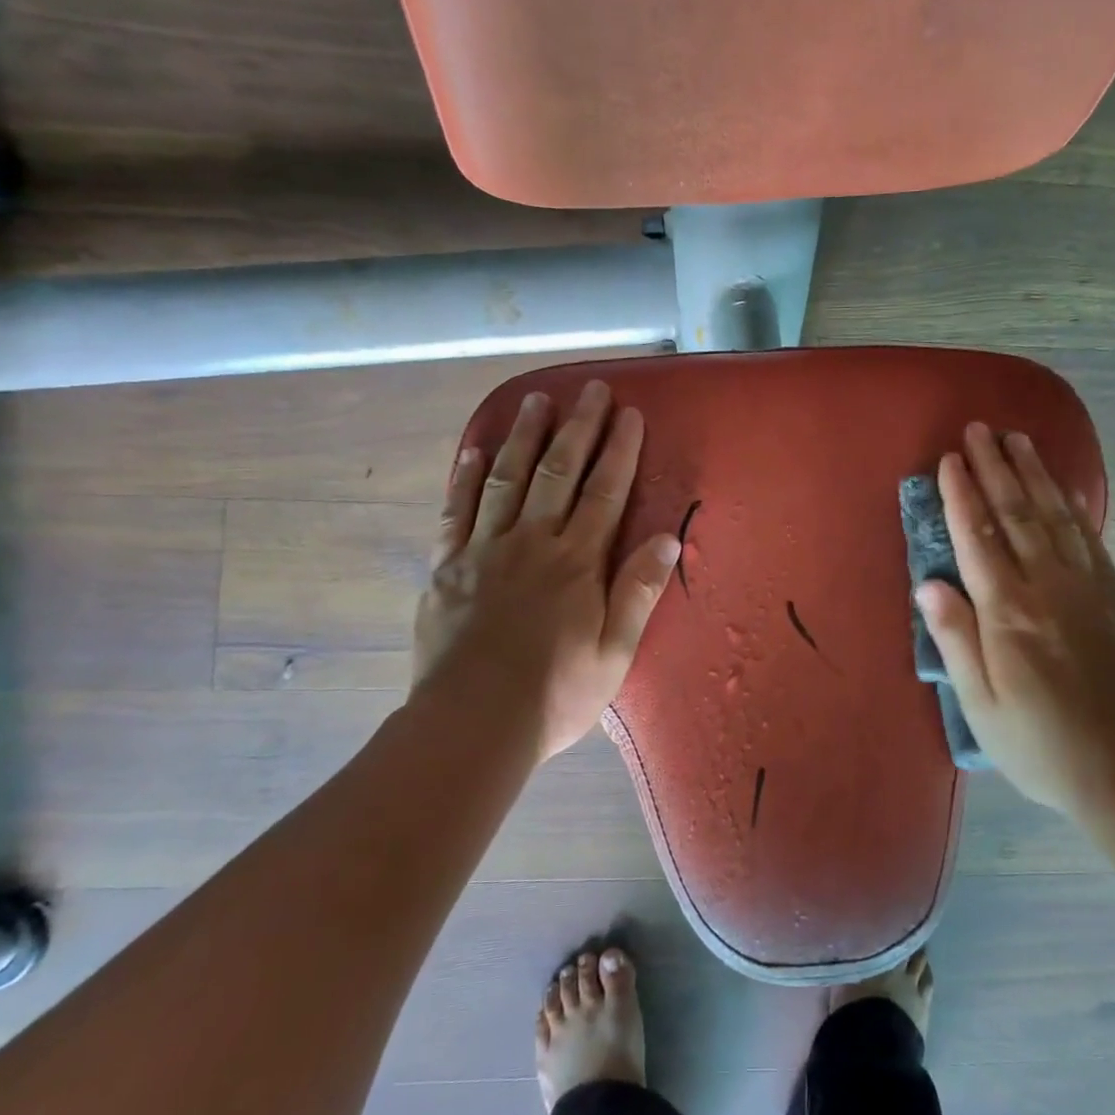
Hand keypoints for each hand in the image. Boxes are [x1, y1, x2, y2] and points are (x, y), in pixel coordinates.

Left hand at [413, 380, 681, 762]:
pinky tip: (474, 450)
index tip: (630, 414)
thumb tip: (668, 538)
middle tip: (590, 389)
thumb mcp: (615, 652)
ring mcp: (484, 550)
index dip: (619, 451)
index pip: (605, 492)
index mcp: (577, 563)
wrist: (472, 724)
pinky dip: (466, 477)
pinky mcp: (447, 567)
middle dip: (578, 428)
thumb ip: (639, 591)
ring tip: (536, 400)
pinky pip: (456, 510)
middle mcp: (532, 543)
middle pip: (558, 472)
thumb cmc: (556, 694)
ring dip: (524, 436)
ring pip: (507, 479)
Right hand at [915, 424, 1114, 814]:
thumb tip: (928, 584)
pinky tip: (1063, 488)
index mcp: (1008, 613)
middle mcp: (1048, 587)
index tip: (948, 459)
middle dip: (994, 467)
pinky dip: (1072, 505)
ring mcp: (1088, 588)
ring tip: (1017, 439)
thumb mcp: (982, 705)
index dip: (961, 495)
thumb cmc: (1042, 745)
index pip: (978, 538)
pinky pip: (1089, 538)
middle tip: (978, 429)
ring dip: (1034, 474)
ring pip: (1054, 516)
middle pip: (1016, 513)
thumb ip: (956, 640)